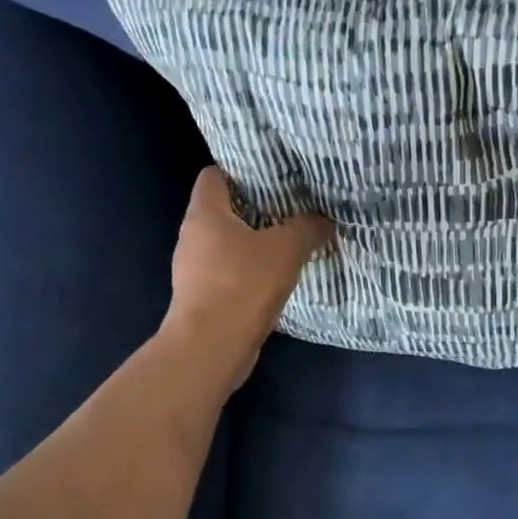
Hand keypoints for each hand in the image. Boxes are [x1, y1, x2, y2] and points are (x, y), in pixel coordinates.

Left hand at [161, 167, 332, 388]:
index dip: (241, 169)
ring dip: (256, 241)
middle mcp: (193, 237)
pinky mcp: (203, 297)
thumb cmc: (242, 286)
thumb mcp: (286, 249)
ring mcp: (195, 269)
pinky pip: (230, 272)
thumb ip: (308, 227)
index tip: (274, 174)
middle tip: (293, 205)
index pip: (214, 175)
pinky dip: (251, 270)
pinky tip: (279, 276)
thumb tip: (324, 219)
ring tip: (291, 239)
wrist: (210, 348)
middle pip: (224, 209)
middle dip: (257, 207)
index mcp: (205, 214)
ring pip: (228, 243)